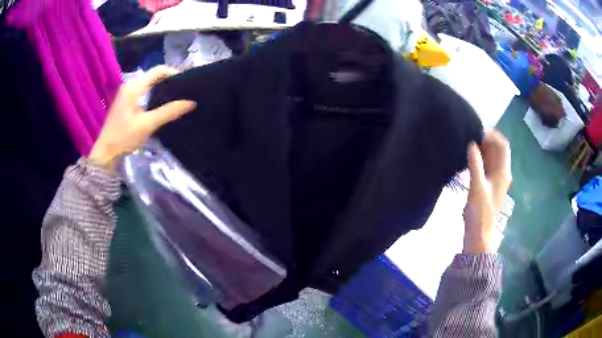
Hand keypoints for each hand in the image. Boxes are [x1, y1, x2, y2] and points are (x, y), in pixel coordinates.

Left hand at [89, 66, 195, 170]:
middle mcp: (130, 85)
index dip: (174, 73)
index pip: (159, 70)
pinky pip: (143, 91)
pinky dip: (154, 93)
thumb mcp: (147, 125)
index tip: (187, 84)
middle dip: (169, 80)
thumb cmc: (124, 138)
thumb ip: (168, 112)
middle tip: (184, 91)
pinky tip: (160, 105)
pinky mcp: (125, 102)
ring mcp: (126, 93)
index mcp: (134, 87)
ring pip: (148, 83)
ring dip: (162, 87)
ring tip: (175, 97)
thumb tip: (191, 102)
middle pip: (154, 75)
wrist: (105, 154)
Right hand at [463, 130, 511, 253]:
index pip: (502, 145)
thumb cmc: (480, 213)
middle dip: (485, 141)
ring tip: (466, 146)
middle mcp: (502, 173)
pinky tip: (467, 159)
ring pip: (491, 157)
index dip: (492, 135)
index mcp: (503, 172)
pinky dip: (478, 159)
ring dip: (481, 150)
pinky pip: (485, 166)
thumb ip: (475, 164)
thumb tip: (471, 144)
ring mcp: (495, 179)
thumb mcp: (477, 187)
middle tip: (469, 138)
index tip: (477, 132)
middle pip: (497, 149)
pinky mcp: (488, 185)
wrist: (479, 234)